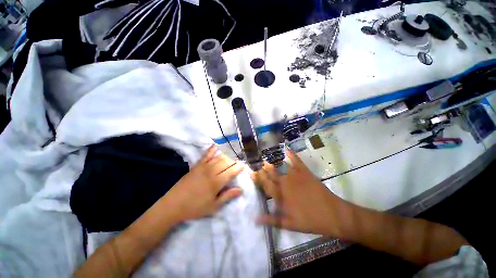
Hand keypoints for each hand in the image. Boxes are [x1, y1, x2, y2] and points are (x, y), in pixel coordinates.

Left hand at [165, 145, 243, 221]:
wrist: (173, 204)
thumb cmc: (195, 207)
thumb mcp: (213, 206)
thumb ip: (227, 196)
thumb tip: (240, 190)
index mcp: (216, 182)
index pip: (231, 171)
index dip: (239, 167)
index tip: (244, 166)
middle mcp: (211, 171)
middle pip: (226, 162)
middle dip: (234, 161)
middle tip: (239, 162)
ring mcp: (203, 167)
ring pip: (219, 158)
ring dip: (227, 156)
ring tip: (232, 157)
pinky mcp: (197, 165)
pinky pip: (206, 155)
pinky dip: (212, 149)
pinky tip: (216, 145)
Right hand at [251, 150, 346, 236]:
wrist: (331, 214)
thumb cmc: (309, 220)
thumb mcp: (289, 224)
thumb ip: (271, 220)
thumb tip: (255, 218)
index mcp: (280, 196)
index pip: (265, 185)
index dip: (258, 178)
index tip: (252, 173)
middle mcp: (285, 183)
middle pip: (271, 174)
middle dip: (264, 169)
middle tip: (259, 164)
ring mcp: (295, 176)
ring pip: (280, 167)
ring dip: (272, 163)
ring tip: (266, 159)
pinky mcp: (304, 172)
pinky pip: (296, 161)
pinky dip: (291, 155)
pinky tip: (286, 149)